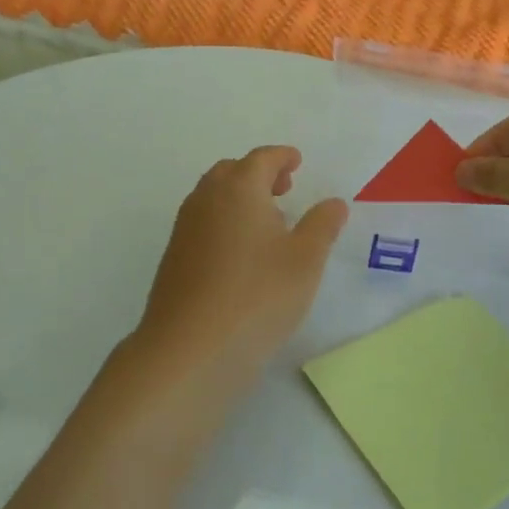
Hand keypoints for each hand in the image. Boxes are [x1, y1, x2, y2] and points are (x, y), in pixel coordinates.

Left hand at [132, 147, 347, 390]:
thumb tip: (334, 203)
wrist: (190, 350)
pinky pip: (202, 223)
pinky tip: (242, 253)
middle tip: (284, 187)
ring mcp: (184, 230)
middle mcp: (206, 200)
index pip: (261, 159)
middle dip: (258, 173)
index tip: (296, 161)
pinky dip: (224, 221)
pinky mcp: (174, 260)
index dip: (281, 157)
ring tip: (267, 221)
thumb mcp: (305, 260)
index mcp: (238, 189)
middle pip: (231, 172)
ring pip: (213, 197)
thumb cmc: (258, 296)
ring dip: (239, 197)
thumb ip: (322, 225)